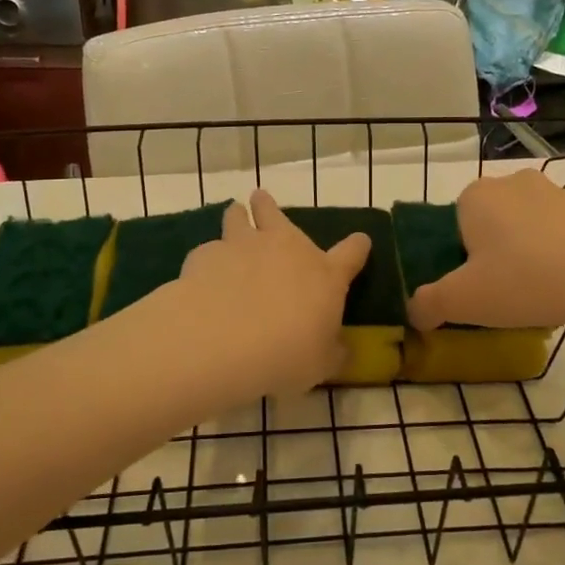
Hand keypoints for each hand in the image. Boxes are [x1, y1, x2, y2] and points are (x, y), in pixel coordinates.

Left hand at [174, 190, 370, 397]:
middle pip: (276, 214)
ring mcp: (243, 246)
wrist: (223, 339)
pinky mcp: (206, 255)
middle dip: (269, 207)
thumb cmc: (285, 354)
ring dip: (237, 216)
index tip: (360, 242)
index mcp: (324, 274)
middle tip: (262, 201)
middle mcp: (285, 249)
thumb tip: (341, 350)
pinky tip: (204, 274)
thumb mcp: (320, 364)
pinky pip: (208, 250)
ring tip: (233, 215)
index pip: (352, 253)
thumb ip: (332, 352)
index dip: (358, 247)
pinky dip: (209, 259)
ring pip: (237, 217)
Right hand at [407, 168, 564, 332]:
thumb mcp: (462, 301)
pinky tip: (564, 287)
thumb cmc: (522, 279)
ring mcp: (553, 192)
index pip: (451, 225)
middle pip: (488, 224)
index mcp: (474, 196)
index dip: (457, 259)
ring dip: (524, 256)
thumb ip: (427, 304)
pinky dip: (555, 257)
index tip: (472, 288)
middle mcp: (510, 182)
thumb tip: (415, 311)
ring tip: (536, 294)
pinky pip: (557, 234)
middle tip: (501, 294)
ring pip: (524, 229)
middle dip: (490, 255)